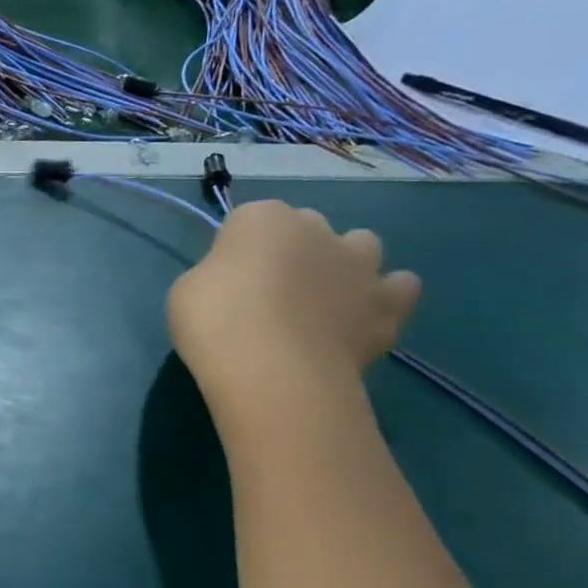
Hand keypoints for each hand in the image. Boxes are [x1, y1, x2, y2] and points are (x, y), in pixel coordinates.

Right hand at [167, 200, 419, 403]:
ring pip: (361, 245)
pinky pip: (400, 287)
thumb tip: (238, 285)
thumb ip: (217, 275)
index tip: (225, 280)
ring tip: (321, 301)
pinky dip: (386, 296)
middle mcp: (317, 228)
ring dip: (345, 263)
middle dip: (292, 251)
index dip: (237, 250)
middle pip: (306, 227)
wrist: (272, 370)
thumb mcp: (188, 290)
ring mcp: (360, 264)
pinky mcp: (389, 304)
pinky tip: (363, 317)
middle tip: (268, 293)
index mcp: (262, 218)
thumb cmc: (214, 321)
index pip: (248, 220)